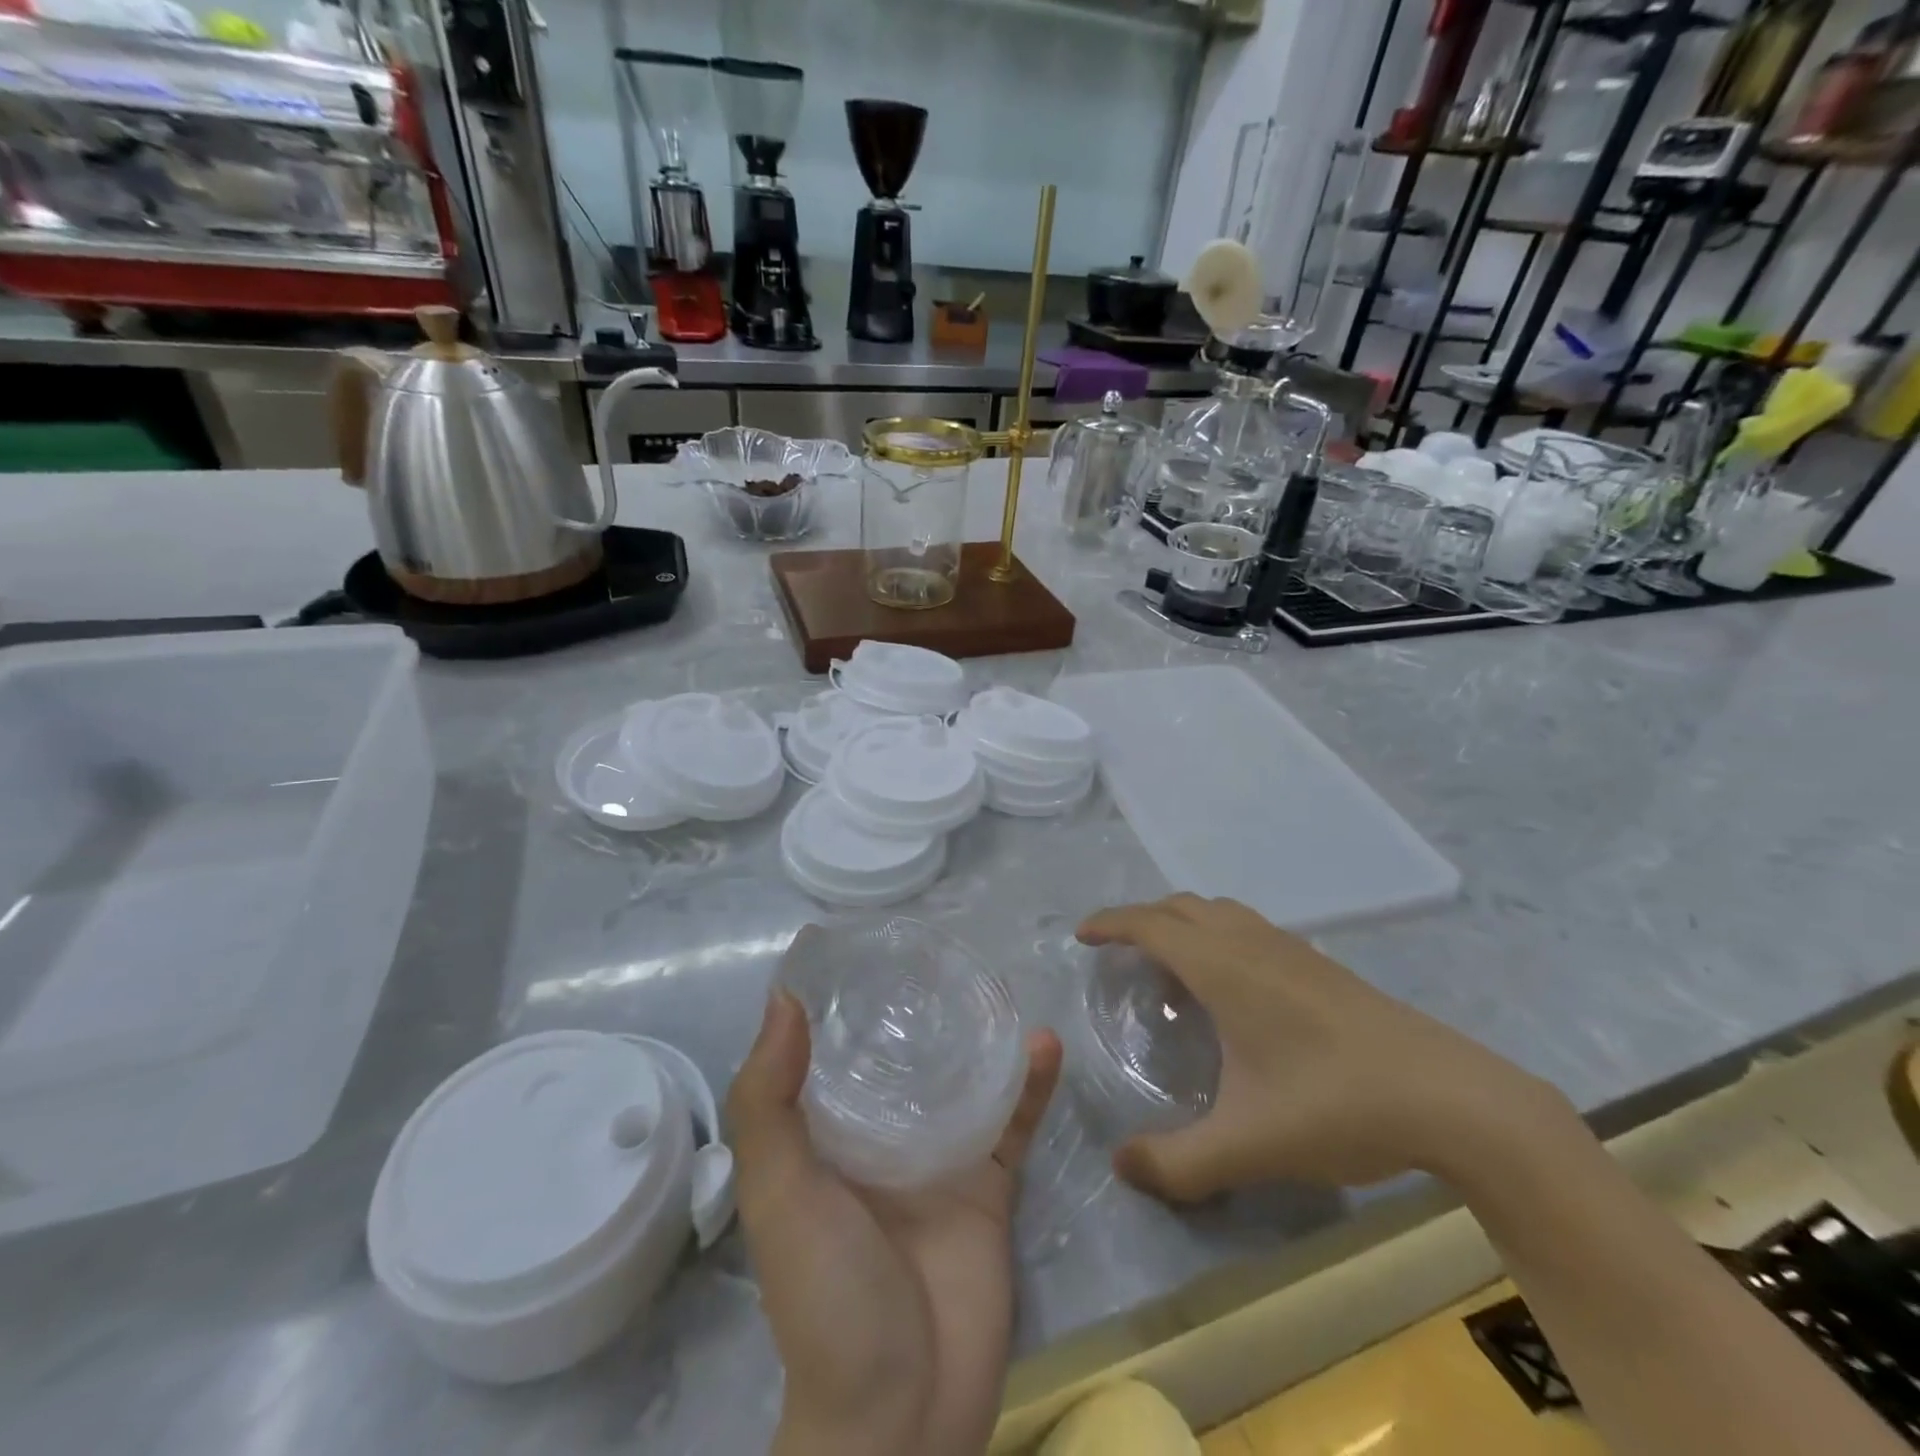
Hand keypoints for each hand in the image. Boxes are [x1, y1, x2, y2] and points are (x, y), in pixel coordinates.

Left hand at [727, 984, 1062, 1455]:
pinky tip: (1045, 1043)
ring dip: (977, 1036)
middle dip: (913, 1008)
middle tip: (936, 948)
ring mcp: (937, 1160)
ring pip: (960, 1080)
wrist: (903, 1413)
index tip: (855, 943)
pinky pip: (1012, 1123)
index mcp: (823, 1135)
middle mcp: (878, 1138)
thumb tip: (782, 998)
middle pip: (898, 1057)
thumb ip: (770, 1102)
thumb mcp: (780, 1193)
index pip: (824, 1051)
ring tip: (993, 982)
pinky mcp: (988, 1186)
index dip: (834, 1000)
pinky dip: (1030, 1085)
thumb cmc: (827, 1293)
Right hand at [1078, 894, 1569, 1201]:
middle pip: (1181, 906)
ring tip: (1170, 967)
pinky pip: (1248, 927)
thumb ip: (1177, 1164)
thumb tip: (1120, 1166)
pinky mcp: (1320, 964)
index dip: (1110, 923)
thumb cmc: (1336, 1105)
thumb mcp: (1248, 1146)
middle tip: (1119, 954)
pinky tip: (1231, 985)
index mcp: (1223, 967)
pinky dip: (1217, 934)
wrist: (1451, 1097)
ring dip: (1182, 923)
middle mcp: (1251, 943)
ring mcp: (1291, 948)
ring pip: (1219, 911)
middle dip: (1141, 918)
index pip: (1150, 925)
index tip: (1082, 935)